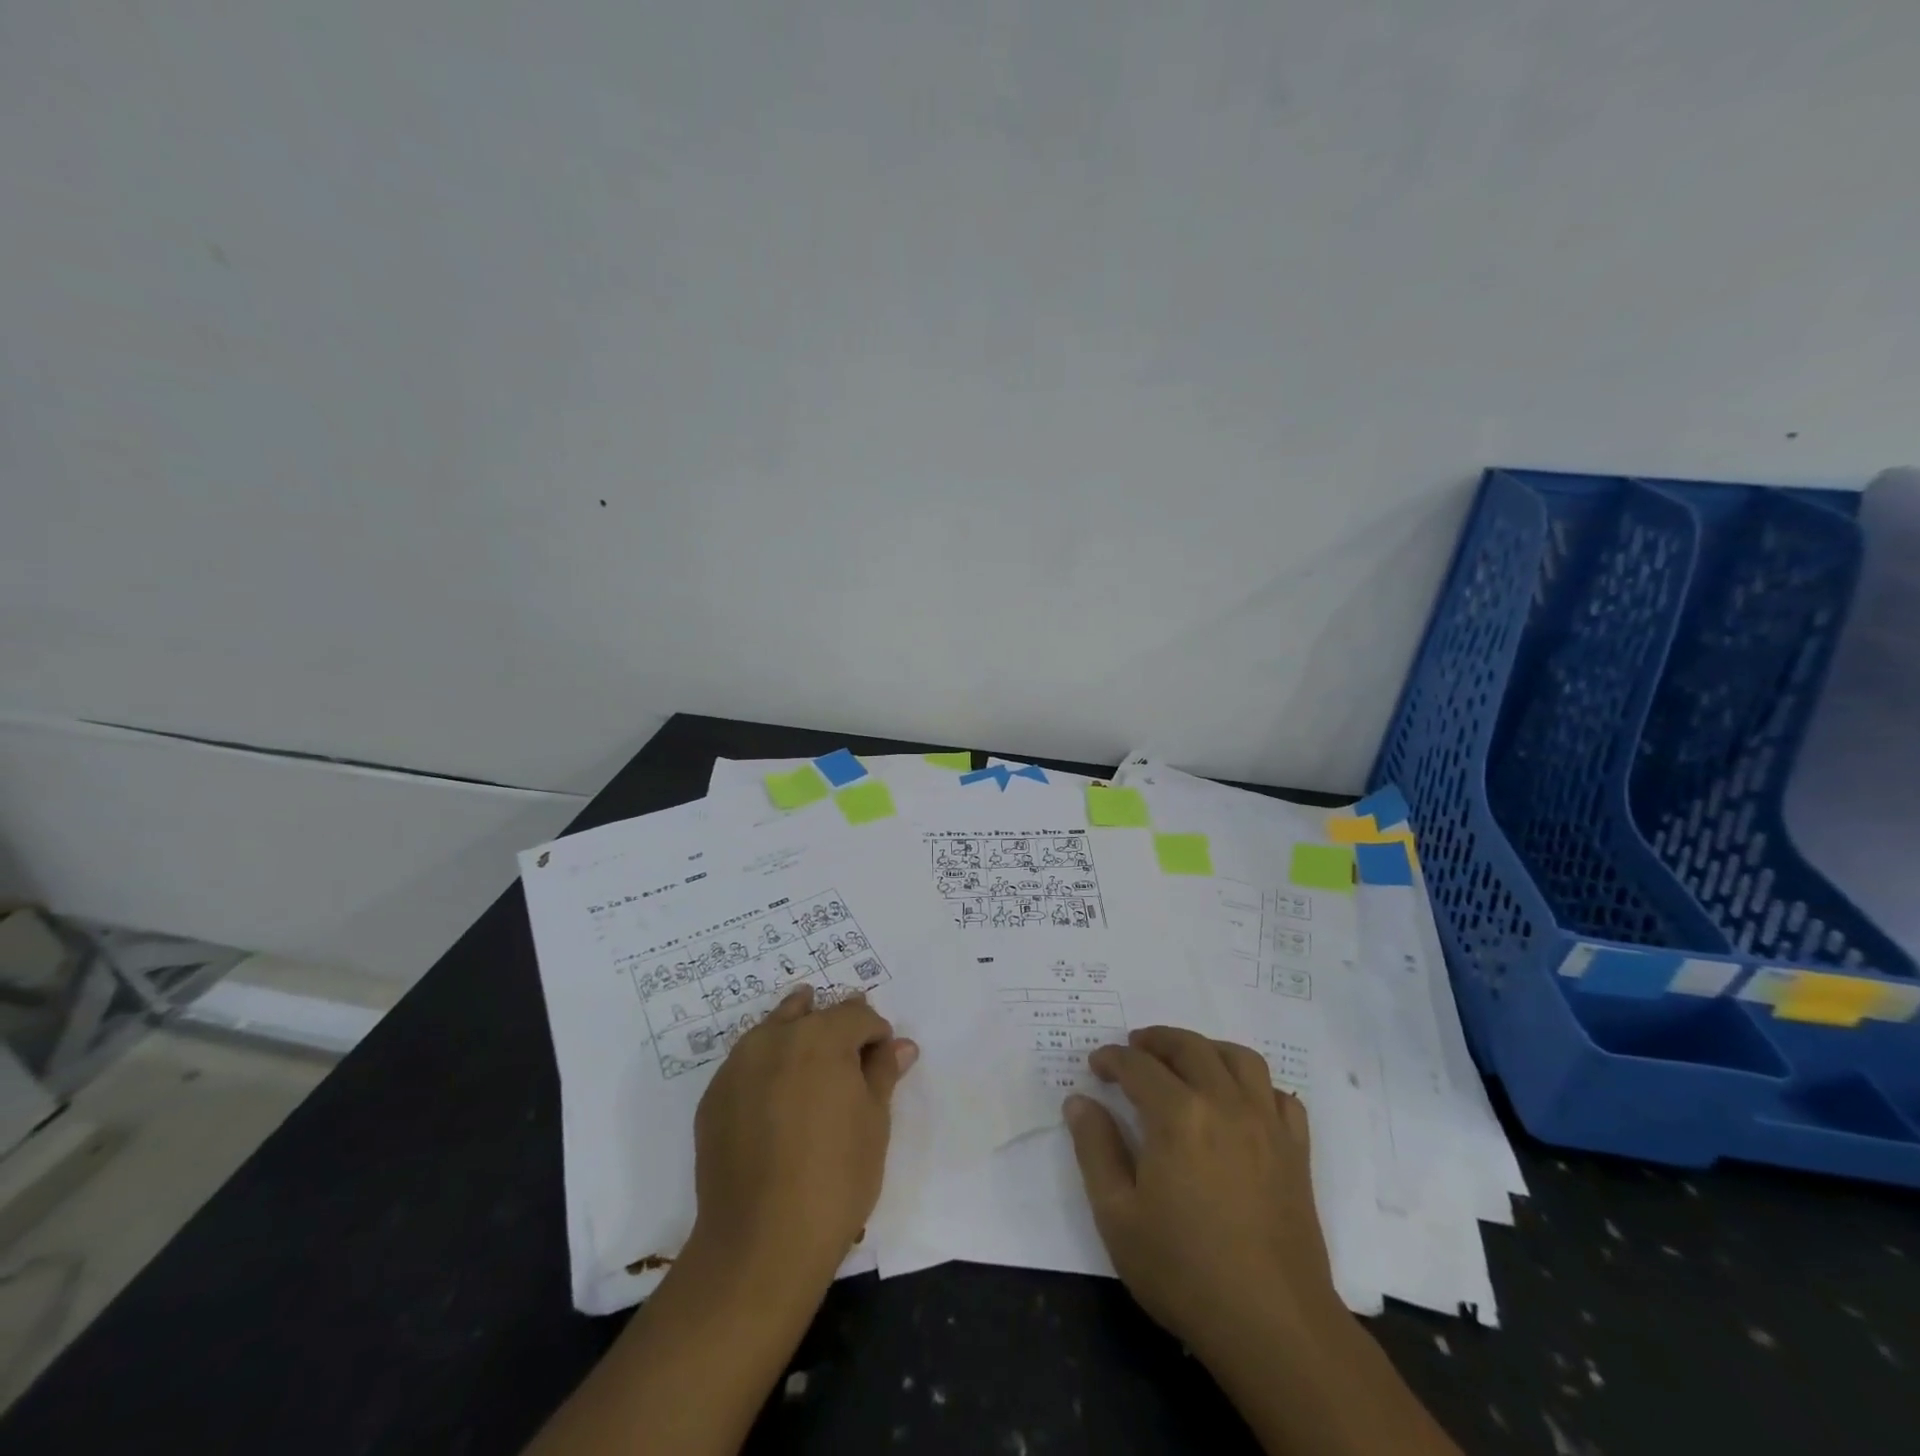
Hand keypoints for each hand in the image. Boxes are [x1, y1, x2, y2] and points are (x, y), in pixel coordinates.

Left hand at [689, 986, 917, 1290]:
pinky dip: (767, 1070)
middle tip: (849, 1059)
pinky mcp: (713, 1097)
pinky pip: (748, 1065)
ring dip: (796, 1038)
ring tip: (811, 1071)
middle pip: (812, 1013)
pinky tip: (776, 1105)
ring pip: (774, 1031)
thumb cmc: (835, 1178)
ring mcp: (738, 1065)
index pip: (857, 1015)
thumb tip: (900, 1045)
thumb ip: (883, 1072)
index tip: (882, 1063)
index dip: (876, 1034)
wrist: (760, 1243)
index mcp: (822, 1036)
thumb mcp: (874, 1122)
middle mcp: (775, 1037)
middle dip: (835, 1028)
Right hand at [1063, 1027, 1339, 1357]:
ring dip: (1207, 1049)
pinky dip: (1256, 1086)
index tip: (1096, 1065)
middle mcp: (1224, 1103)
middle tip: (1134, 1048)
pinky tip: (1240, 1102)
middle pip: (1189, 1048)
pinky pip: (1280, 1096)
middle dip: (1156, 1041)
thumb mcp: (1117, 1215)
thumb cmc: (1184, 1271)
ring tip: (1186, 1061)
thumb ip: (1095, 1149)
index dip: (1112, 1059)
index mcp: (1178, 1115)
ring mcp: (1267, 1125)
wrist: (1273, 1326)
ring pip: (1239, 1059)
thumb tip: (1080, 1101)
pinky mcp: (1296, 1151)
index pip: (1138, 1066)